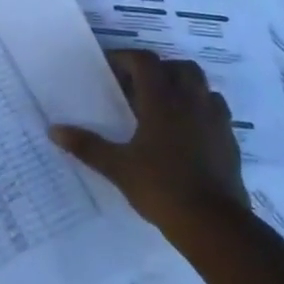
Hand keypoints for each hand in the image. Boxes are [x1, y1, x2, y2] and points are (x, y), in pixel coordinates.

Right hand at [49, 51, 248, 243]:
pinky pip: (216, 111)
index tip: (109, 68)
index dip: (125, 58)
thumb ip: (86, 146)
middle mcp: (191, 102)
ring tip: (163, 107)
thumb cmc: (161, 188)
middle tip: (138, 87)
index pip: (145, 61)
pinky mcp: (229, 141)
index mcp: (162, 101)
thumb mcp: (117, 167)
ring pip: (202, 86)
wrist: (214, 224)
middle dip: (158, 70)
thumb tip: (53, 130)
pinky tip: (186, 132)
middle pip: (179, 67)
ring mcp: (215, 120)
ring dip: (183, 87)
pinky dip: (200, 111)